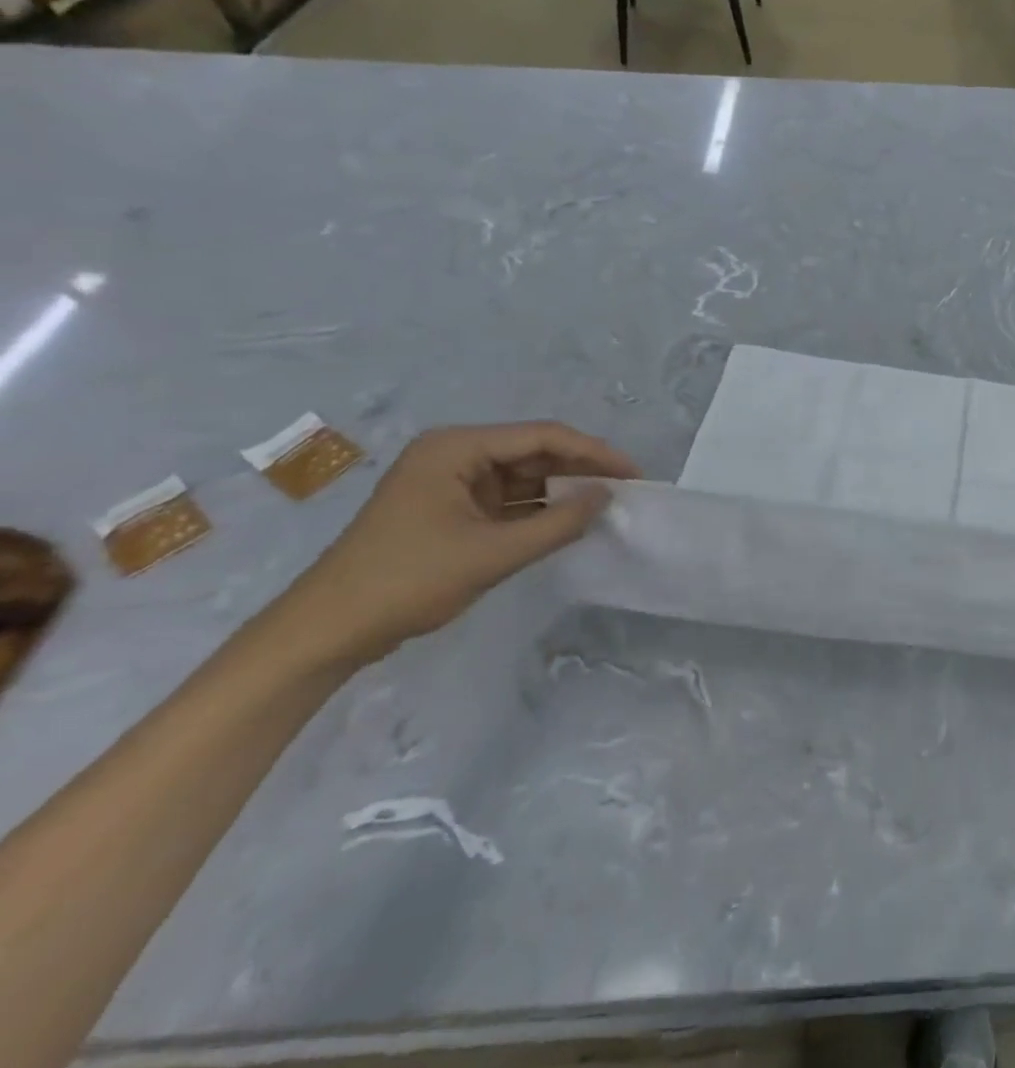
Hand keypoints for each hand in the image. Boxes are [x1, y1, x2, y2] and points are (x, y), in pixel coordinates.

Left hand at [271, 422, 640, 667]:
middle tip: (625, 489)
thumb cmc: (407, 580)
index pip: (542, 437)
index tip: (633, 474)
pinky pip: (507, 500)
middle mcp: (454, 455)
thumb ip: (558, 523)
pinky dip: (537, 510)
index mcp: (456, 448)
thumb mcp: (493, 553)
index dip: (593, 453)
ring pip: (523, 476)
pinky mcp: (449, 509)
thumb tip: (607, 496)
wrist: (327, 631)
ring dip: (561, 490)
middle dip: (580, 470)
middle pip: (533, 452)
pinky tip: (568, 521)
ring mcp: (450, 483)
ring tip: (605, 505)